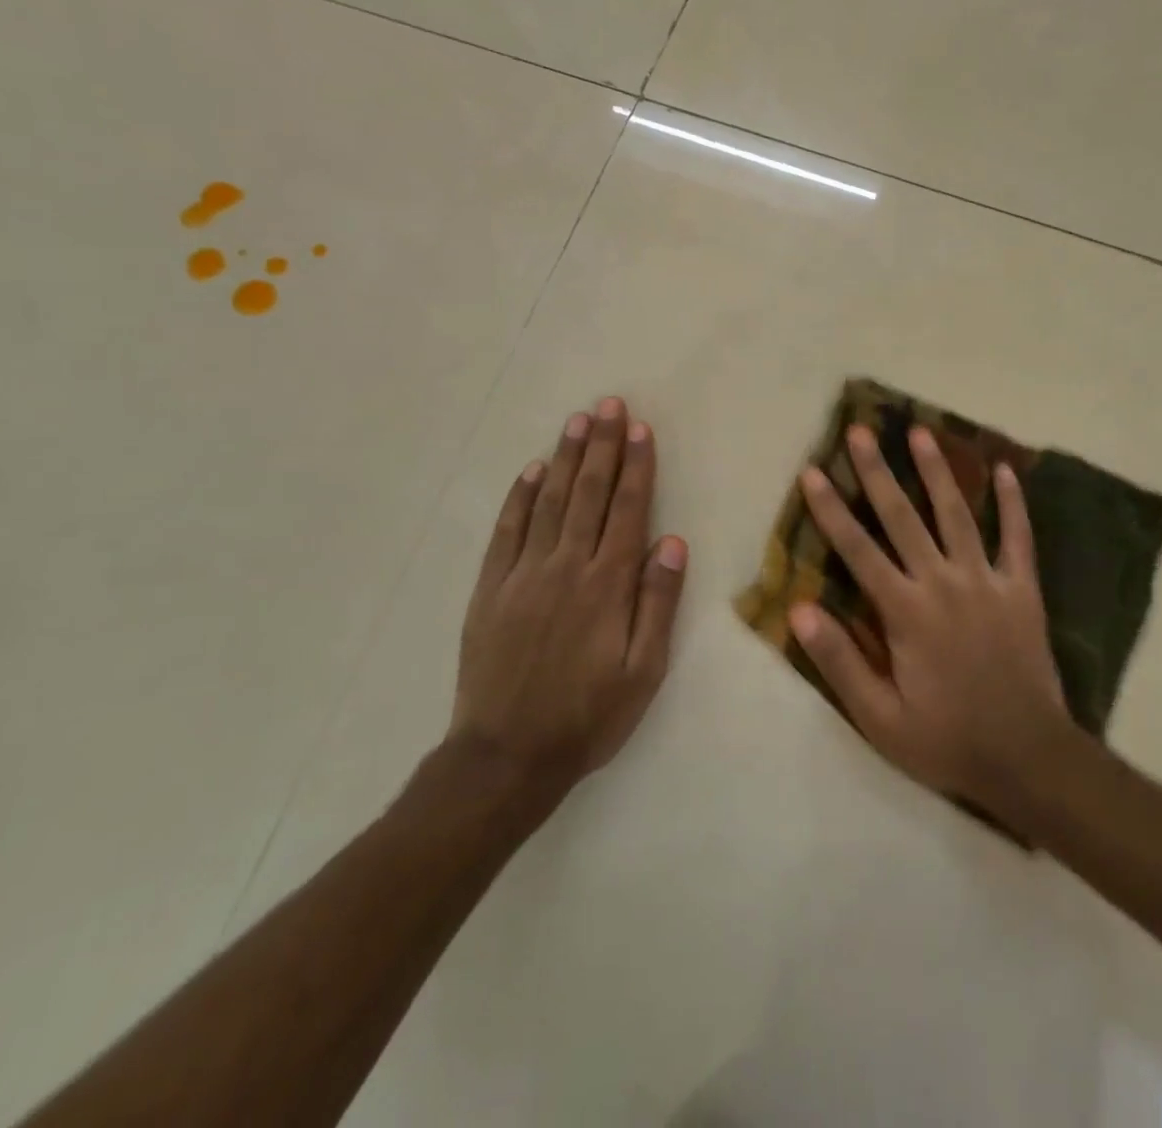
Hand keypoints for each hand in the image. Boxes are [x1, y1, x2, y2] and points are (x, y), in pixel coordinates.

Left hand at [450, 397, 687, 796]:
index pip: (628, 510)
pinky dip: (521, 496)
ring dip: (566, 458)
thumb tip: (671, 542)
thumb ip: (658, 602)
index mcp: (607, 584)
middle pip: (590, 494)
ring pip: (550, 501)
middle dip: (603, 446)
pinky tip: (533, 471)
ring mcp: (523, 574)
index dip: (637, 466)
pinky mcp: (490, 589)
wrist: (507, 756)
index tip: (641, 429)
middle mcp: (566, 566)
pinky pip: (507, 531)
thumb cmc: (589, 716)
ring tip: (578, 421)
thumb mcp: (644, 670)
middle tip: (609, 405)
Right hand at [791, 424, 1067, 812]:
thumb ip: (840, 662)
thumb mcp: (880, 718)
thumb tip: (801, 610)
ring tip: (921, 432)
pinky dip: (1013, 504)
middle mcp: (943, 582)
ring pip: (957, 514)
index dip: (831, 509)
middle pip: (903, 517)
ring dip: (937, 471)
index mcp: (905, 611)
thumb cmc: (947, 739)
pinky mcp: (1023, 590)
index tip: (813, 472)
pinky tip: (1006, 471)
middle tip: (860, 430)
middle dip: (877, 472)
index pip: (858, 550)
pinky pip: (1019, 538)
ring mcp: (987, 581)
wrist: (1028, 757)